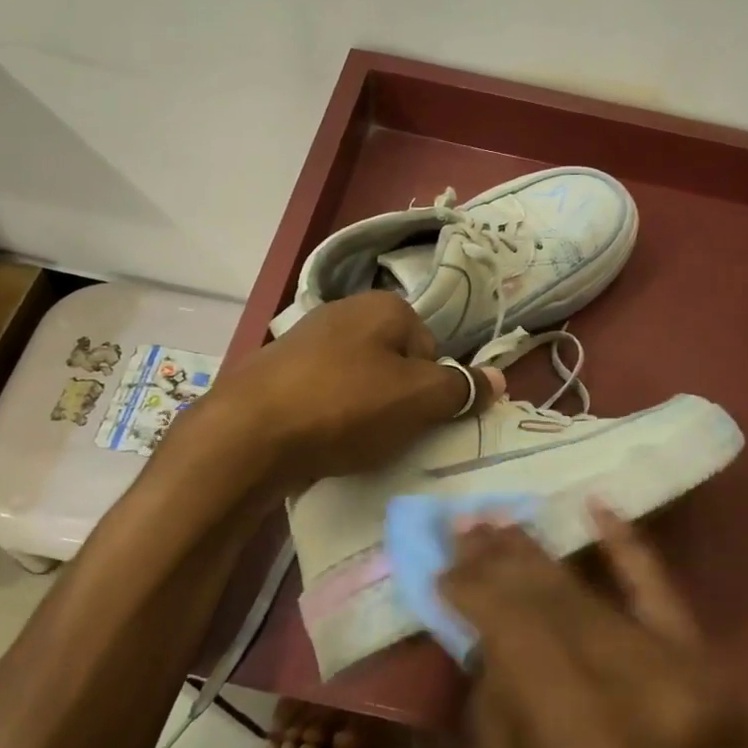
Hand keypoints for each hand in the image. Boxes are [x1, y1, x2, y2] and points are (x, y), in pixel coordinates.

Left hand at [199, 293, 502, 489]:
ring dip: (363, 411)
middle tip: (387, 434)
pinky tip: (320, 439)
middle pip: (395, 364)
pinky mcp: (276, 371)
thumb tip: (499, 378)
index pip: (431, 350)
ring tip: (352, 441)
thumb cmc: (345, 407)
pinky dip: (328, 416)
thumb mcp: (418, 400)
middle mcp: (343, 311)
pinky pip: (322, 394)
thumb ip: (462, 389)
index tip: (415, 419)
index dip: (431, 389)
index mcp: (384, 306)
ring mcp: (304, 339)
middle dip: (396, 400)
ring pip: (358, 381)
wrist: (248, 433)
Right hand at [440, 511, 747, 747]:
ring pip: (595, 592)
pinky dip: (629, 547)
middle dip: (498, 560)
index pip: (513, 633)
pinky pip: (665, 592)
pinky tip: (597, 507)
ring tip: (499, 521)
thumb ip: (497, 729)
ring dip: (541, 554)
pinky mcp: (719, 671)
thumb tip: (483, 643)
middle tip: (462, 525)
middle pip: (551, 602)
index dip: (472, 590)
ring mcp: (690, 675)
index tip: (440, 565)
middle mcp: (639, 697)